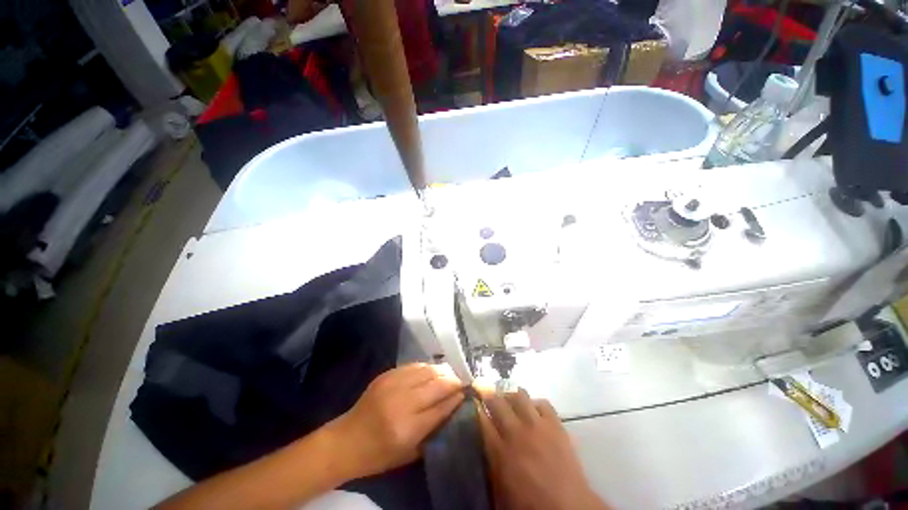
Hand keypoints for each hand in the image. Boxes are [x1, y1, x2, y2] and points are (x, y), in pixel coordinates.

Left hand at [325, 363, 464, 479]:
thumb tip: (456, 405)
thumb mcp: (411, 453)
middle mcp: (401, 401)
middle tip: (462, 381)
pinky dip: (427, 367)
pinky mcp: (387, 374)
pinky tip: (433, 371)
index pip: (442, 406)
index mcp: (408, 428)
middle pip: (437, 384)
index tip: (468, 392)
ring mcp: (393, 384)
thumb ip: (435, 429)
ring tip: (450, 374)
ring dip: (442, 371)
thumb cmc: (380, 454)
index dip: (457, 397)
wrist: (347, 440)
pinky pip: (414, 365)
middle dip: (454, 380)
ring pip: (427, 370)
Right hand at [479, 389, 609, 509]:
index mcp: (499, 451)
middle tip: (488, 395)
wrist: (567, 508)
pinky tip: (534, 410)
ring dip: (511, 395)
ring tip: (510, 400)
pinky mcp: (555, 424)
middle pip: (497, 401)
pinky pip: (543, 403)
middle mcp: (516, 432)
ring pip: (519, 395)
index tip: (474, 402)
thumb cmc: (529, 504)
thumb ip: (490, 462)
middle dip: (489, 395)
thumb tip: (484, 441)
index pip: (482, 419)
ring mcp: (537, 425)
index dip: (476, 408)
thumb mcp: (500, 489)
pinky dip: (535, 404)